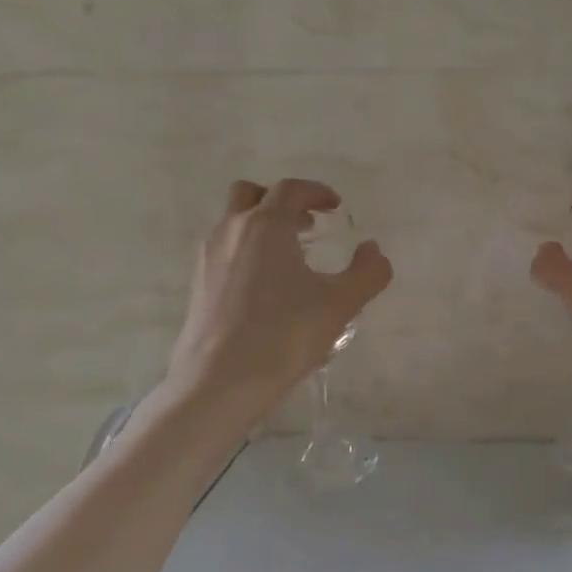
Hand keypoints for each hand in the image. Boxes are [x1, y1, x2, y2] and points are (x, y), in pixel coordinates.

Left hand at [168, 179, 391, 406]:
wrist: (219, 382)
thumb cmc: (284, 335)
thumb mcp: (340, 304)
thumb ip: (367, 272)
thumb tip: (373, 250)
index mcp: (266, 225)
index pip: (291, 189)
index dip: (317, 192)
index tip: (335, 206)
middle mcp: (232, 231)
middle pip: (250, 195)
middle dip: (281, 202)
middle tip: (307, 225)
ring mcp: (209, 258)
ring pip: (233, 223)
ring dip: (262, 227)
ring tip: (290, 259)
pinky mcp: (197, 285)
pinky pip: (224, 251)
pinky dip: (246, 252)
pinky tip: (266, 288)